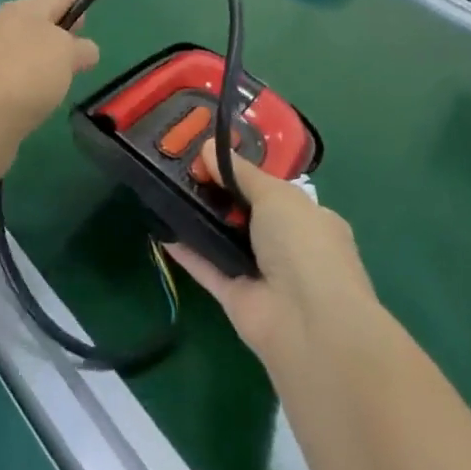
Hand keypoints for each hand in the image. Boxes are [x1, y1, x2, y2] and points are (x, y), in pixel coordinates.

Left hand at [0, 0, 99, 166]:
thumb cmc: (27, 73)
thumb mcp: (66, 53)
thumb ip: (81, 48)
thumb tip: (84, 50)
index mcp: (24, 9)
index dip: (77, 4)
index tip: (92, 23)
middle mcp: (5, 29)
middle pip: (40, 24)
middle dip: (62, 35)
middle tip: (82, 54)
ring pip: (28, 53)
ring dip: (46, 63)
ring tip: (66, 80)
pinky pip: (18, 79)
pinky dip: (32, 86)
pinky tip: (42, 100)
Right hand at [168, 142, 378, 367]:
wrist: (310, 323)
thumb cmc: (304, 245)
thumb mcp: (276, 195)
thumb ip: (240, 172)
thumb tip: (209, 146)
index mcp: (310, 220)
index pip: (274, 192)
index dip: (242, 173)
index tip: (208, 155)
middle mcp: (288, 247)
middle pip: (245, 214)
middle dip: (217, 193)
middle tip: (180, 168)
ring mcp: (261, 274)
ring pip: (224, 240)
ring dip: (198, 219)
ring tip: (165, 189)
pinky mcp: (235, 297)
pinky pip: (206, 268)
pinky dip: (186, 251)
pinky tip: (160, 230)